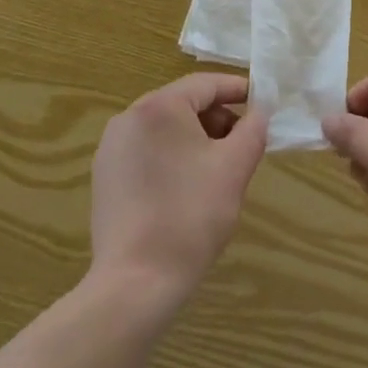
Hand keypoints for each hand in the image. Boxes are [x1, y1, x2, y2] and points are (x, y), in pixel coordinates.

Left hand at [90, 72, 267, 305]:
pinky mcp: (105, 177)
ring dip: (196, 139)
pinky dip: (172, 157)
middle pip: (184, 104)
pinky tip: (187, 187)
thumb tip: (259, 112)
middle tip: (243, 143)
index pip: (206, 84)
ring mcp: (112, 148)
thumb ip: (253, 130)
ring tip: (219, 168)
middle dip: (218, 118)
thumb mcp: (235, 167)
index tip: (262, 103)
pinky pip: (147, 151)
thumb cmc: (191, 215)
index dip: (238, 90)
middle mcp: (129, 118)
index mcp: (159, 107)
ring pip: (165, 128)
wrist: (136, 283)